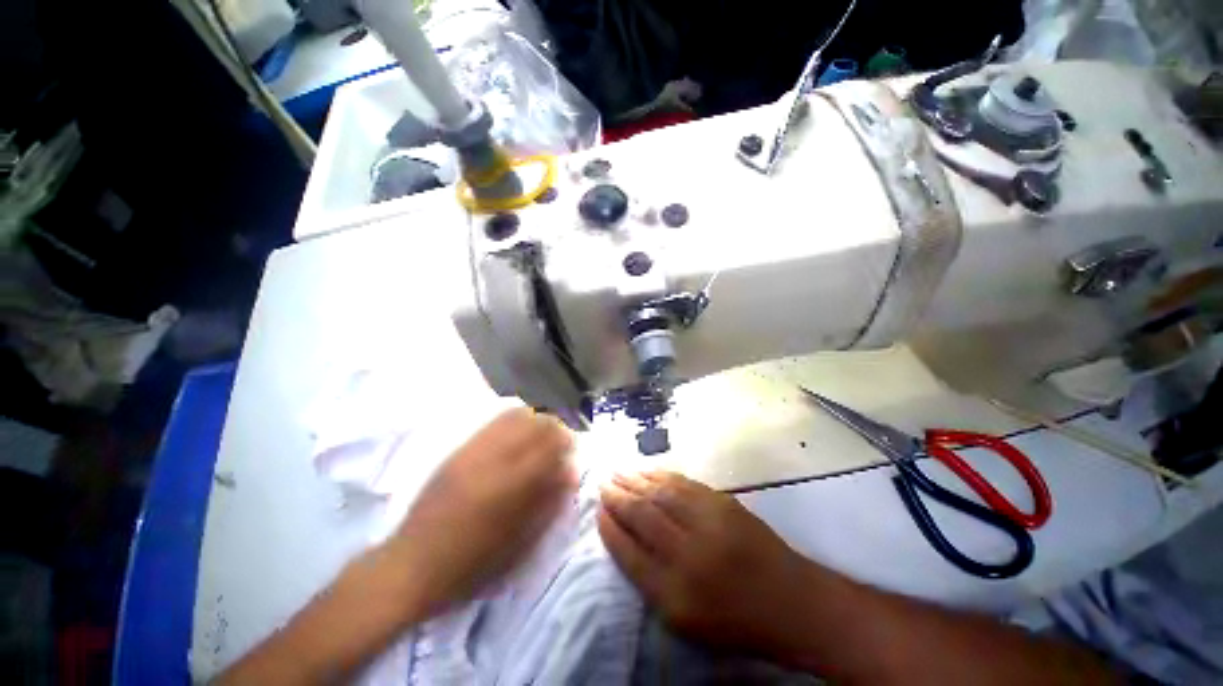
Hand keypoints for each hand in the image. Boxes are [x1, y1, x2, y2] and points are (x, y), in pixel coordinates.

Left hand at [386, 408, 575, 620]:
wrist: (411, 566)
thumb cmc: (472, 566)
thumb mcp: (520, 545)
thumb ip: (549, 504)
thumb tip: (569, 472)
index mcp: (512, 485)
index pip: (551, 444)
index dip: (567, 440)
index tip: (572, 448)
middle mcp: (495, 458)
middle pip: (536, 422)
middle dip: (554, 427)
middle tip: (559, 441)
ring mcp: (474, 450)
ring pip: (516, 416)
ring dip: (535, 420)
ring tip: (539, 435)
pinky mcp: (459, 450)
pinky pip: (493, 422)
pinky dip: (513, 420)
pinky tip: (515, 434)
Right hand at [598, 470, 822, 660]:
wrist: (790, 601)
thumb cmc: (733, 619)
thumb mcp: (685, 621)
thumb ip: (650, 582)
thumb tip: (624, 541)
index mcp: (674, 593)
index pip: (628, 553)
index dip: (609, 529)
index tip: (598, 511)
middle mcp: (687, 553)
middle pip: (642, 515)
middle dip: (618, 497)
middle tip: (603, 483)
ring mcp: (708, 523)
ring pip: (661, 493)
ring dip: (636, 480)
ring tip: (619, 472)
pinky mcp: (723, 502)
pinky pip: (683, 483)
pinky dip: (661, 475)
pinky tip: (648, 471)